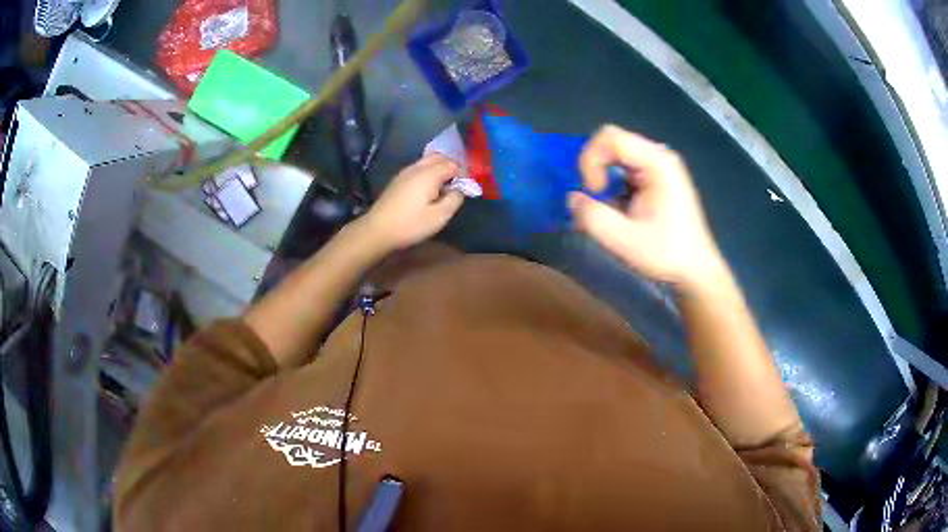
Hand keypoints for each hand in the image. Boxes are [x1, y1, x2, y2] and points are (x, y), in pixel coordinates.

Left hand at [361, 154, 464, 252]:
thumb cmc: (410, 224)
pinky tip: (428, 191)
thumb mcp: (440, 216)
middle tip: (456, 185)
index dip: (463, 174)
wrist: (377, 230)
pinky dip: (428, 174)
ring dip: (439, 170)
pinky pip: (418, 169)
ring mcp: (405, 172)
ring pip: (427, 162)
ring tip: (443, 189)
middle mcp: (417, 167)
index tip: (467, 188)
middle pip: (439, 157)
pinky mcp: (398, 180)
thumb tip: (460, 189)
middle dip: (451, 167)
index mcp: (429, 173)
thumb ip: (455, 199)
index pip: (452, 164)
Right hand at [569, 126, 726, 289]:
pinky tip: (617, 211)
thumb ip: (594, 218)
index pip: (610, 137)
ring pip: (616, 156)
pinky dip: (612, 185)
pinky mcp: (656, 178)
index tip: (595, 193)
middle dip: (594, 169)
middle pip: (612, 142)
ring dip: (602, 179)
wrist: (696, 270)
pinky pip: (624, 169)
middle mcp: (658, 156)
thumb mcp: (626, 242)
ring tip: (606, 209)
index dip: (591, 161)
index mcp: (657, 162)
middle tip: (596, 199)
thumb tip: (572, 198)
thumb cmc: (667, 254)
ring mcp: (659, 166)